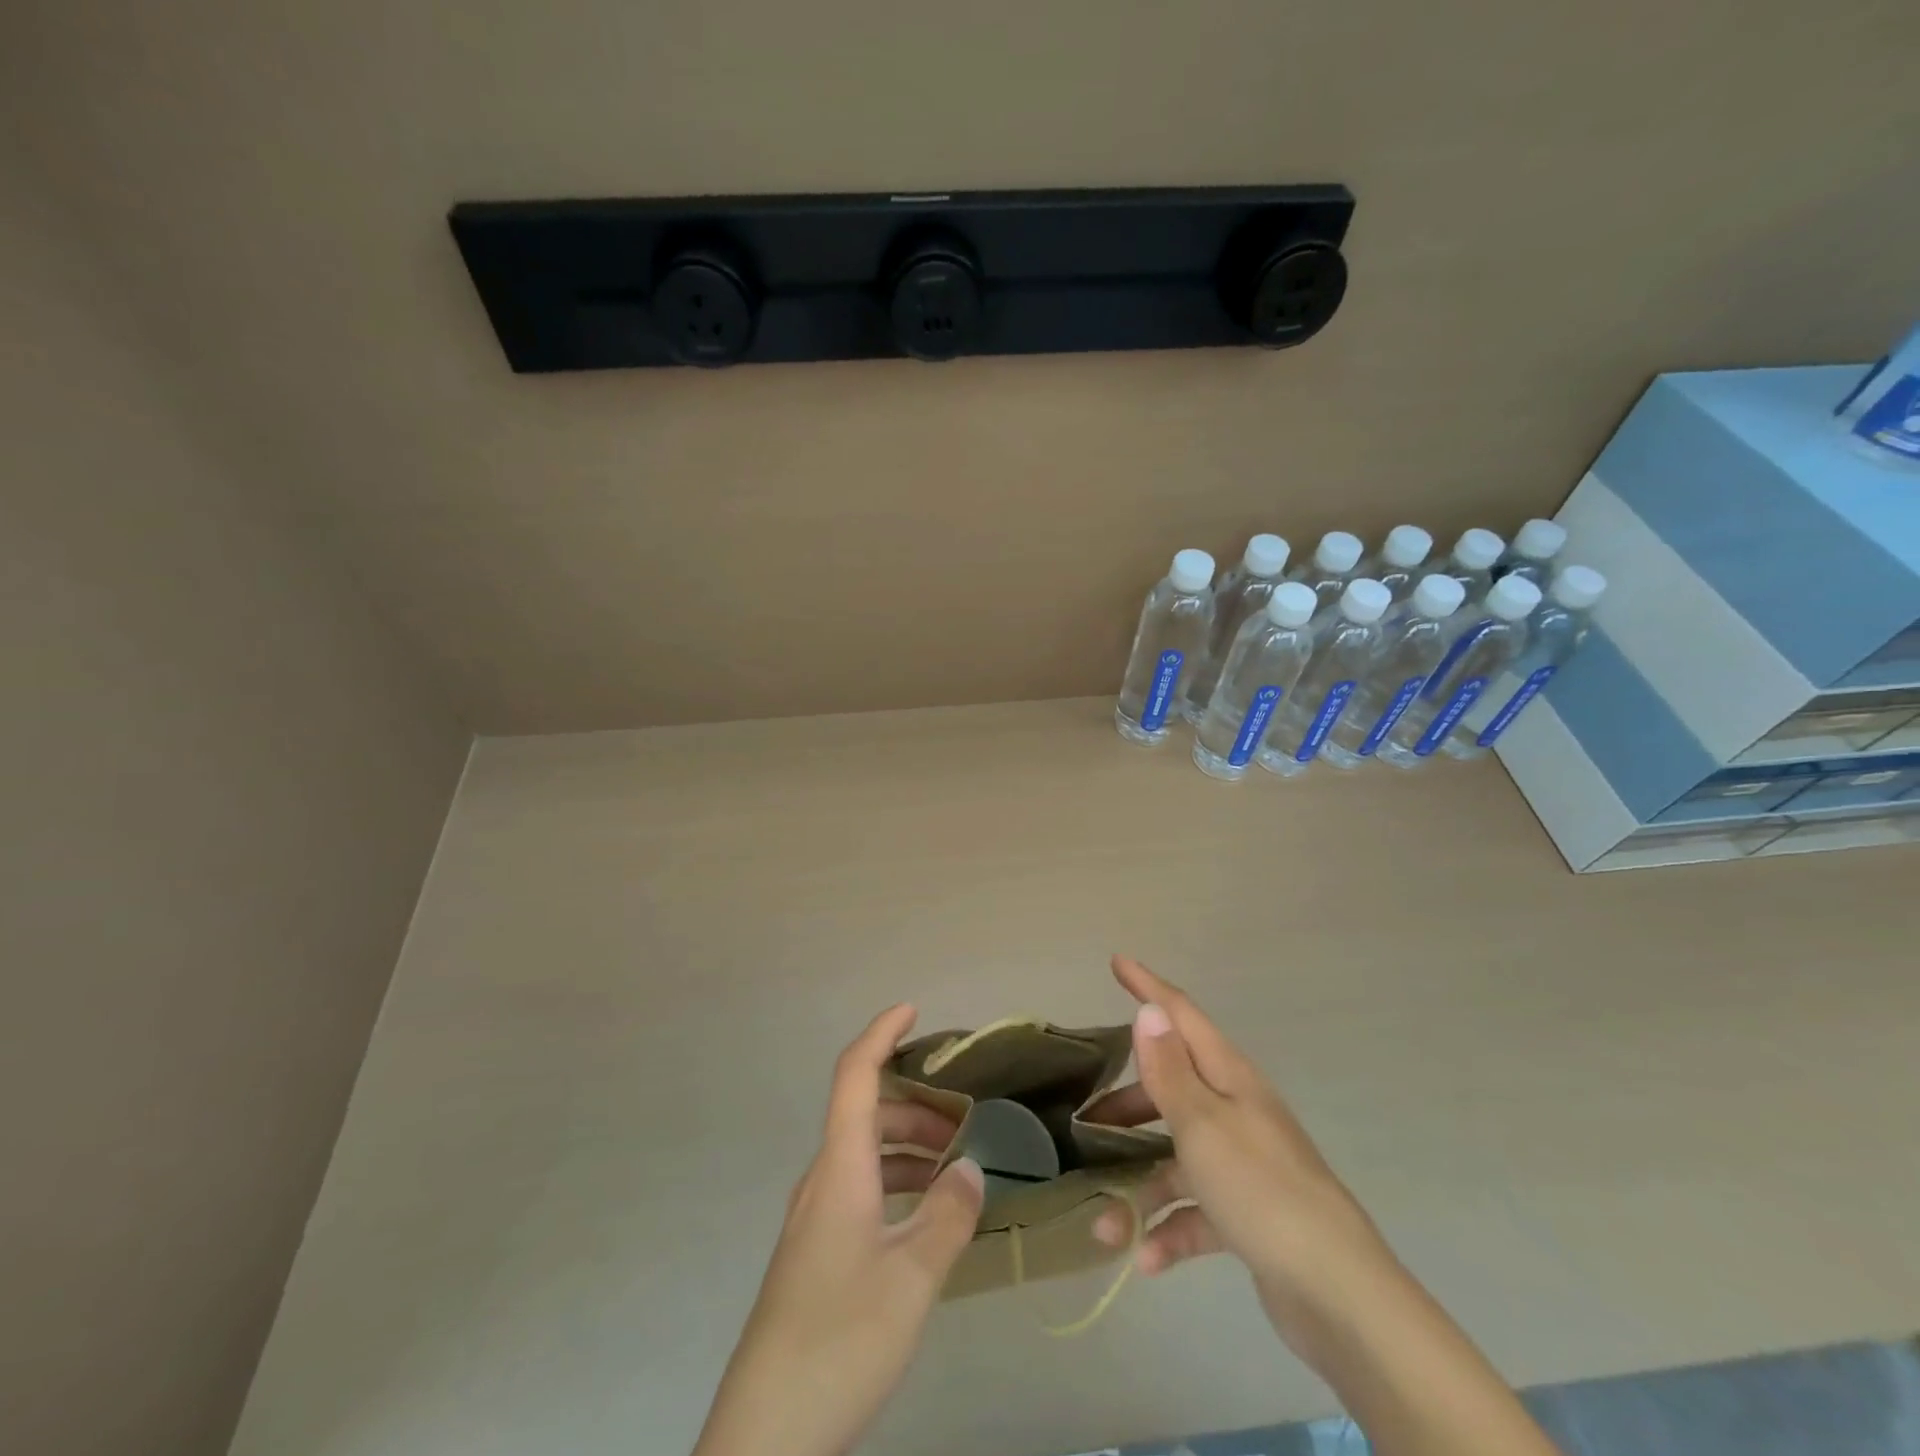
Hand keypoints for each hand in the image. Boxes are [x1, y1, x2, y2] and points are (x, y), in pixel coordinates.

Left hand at [693, 1005, 983, 1455]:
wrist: (766, 1435)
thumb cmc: (838, 1339)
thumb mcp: (911, 1279)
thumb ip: (947, 1217)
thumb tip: (970, 1167)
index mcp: (839, 1170)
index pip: (855, 1076)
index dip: (880, 1034)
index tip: (912, 1010)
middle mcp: (822, 1181)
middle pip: (865, 1114)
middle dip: (915, 1104)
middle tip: (966, 1119)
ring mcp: (815, 1218)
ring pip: (864, 1154)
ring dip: (908, 1146)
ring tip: (956, 1165)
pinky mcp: (816, 1252)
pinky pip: (861, 1189)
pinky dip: (896, 1181)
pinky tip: (927, 1216)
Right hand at [1086, 956, 1390, 1320]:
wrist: (1337, 1293)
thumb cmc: (1260, 1189)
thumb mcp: (1202, 1123)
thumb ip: (1169, 1069)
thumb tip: (1150, 1010)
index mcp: (1230, 1078)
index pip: (1182, 1015)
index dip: (1148, 987)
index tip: (1117, 962)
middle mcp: (1237, 1111)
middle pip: (1172, 1090)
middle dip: (1128, 1106)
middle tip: (1087, 1119)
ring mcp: (1244, 1164)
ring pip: (1177, 1159)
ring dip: (1140, 1189)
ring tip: (1105, 1225)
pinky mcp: (1247, 1214)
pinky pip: (1196, 1211)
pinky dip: (1169, 1231)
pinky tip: (1144, 1260)